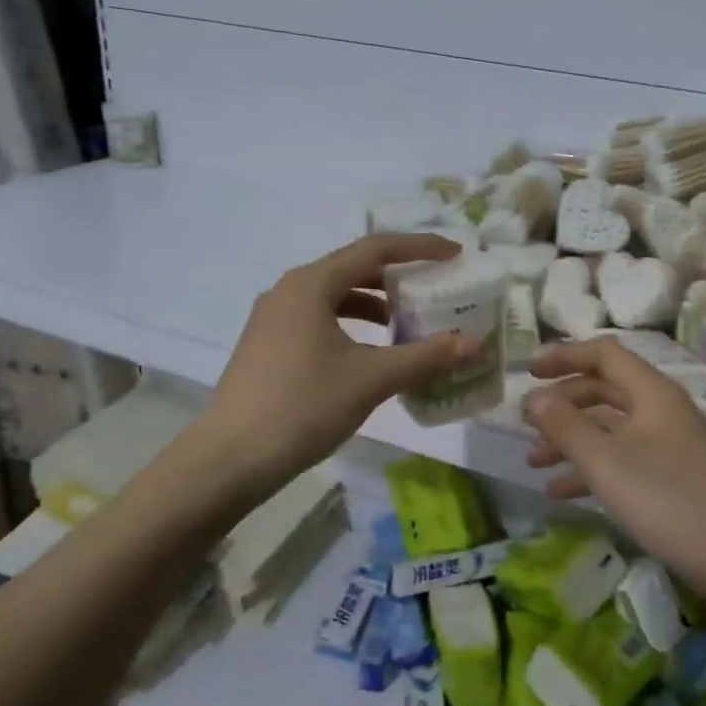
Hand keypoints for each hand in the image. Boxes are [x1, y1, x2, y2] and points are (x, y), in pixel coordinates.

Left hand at [197, 233, 478, 490]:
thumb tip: (474, 344)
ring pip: (334, 296)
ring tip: (407, 325)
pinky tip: (369, 354)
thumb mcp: (371, 380)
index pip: (375, 249)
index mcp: (311, 284)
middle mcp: (289, 290)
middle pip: (353, 268)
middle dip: (397, 277)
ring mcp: (273, 317)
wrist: (230, 458)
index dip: (419, 248)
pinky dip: (351, 325)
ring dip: (374, 304)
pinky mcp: (268, 344)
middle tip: (435, 288)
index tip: (455, 254)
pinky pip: (318, 318)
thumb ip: (425, 357)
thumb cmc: (303, 407)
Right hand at [522, 338, 705, 590]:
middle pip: (604, 389)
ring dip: (571, 439)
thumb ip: (565, 427)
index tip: (527, 372)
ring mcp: (669, 446)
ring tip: (534, 461)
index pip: (603, 353)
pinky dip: (590, 470)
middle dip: (563, 402)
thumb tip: (532, 399)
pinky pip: (622, 461)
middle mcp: (661, 411)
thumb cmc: (671, 501)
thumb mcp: (607, 463)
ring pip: (610, 428)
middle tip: (526, 422)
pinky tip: (561, 493)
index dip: (563, 355)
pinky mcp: (672, 480)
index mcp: (652, 393)